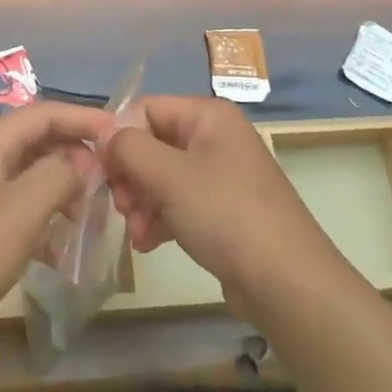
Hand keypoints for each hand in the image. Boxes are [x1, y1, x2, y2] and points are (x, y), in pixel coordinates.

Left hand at [0, 102, 116, 373]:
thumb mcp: (21, 208)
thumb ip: (59, 174)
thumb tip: (82, 161)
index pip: (44, 113)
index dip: (83, 118)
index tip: (122, 135)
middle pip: (37, 142)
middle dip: (76, 154)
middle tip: (114, 179)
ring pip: (30, 179)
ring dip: (63, 189)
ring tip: (95, 213)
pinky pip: (19, 213)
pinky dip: (44, 222)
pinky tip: (62, 250)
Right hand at [102, 95, 335, 314]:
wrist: (287, 282)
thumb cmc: (226, 215)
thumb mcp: (169, 176)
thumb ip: (129, 148)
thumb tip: (104, 134)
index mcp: (208, 116)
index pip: (145, 108)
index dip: (119, 137)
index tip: (104, 172)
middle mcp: (215, 137)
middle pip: (152, 143)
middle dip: (130, 176)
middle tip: (121, 206)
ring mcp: (220, 174)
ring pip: (161, 176)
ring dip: (140, 202)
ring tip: (137, 233)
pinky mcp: (222, 209)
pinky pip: (178, 202)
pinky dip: (159, 218)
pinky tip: (149, 244)